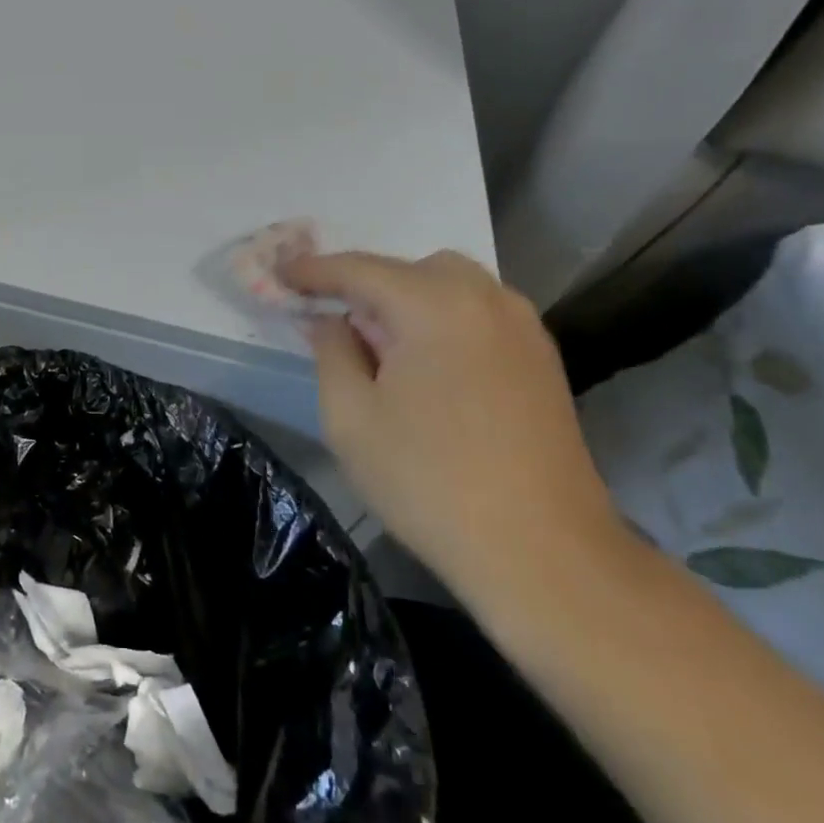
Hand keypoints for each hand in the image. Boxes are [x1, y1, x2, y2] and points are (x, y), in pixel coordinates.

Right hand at [281, 250, 623, 603]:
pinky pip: (478, 313)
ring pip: (449, 286)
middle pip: (408, 270)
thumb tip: (330, 319)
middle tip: (333, 320)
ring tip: (380, 346)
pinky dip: (441, 319)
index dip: (311, 270)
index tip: (278, 272)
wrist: (545, 554)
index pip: (358, 269)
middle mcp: (484, 298)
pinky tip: (427, 364)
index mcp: (433, 305)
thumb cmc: (430, 482)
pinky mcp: (542, 358)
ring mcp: (522, 327)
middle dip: (365, 285)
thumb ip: (331, 351)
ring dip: (406, 301)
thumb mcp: (350, 417)